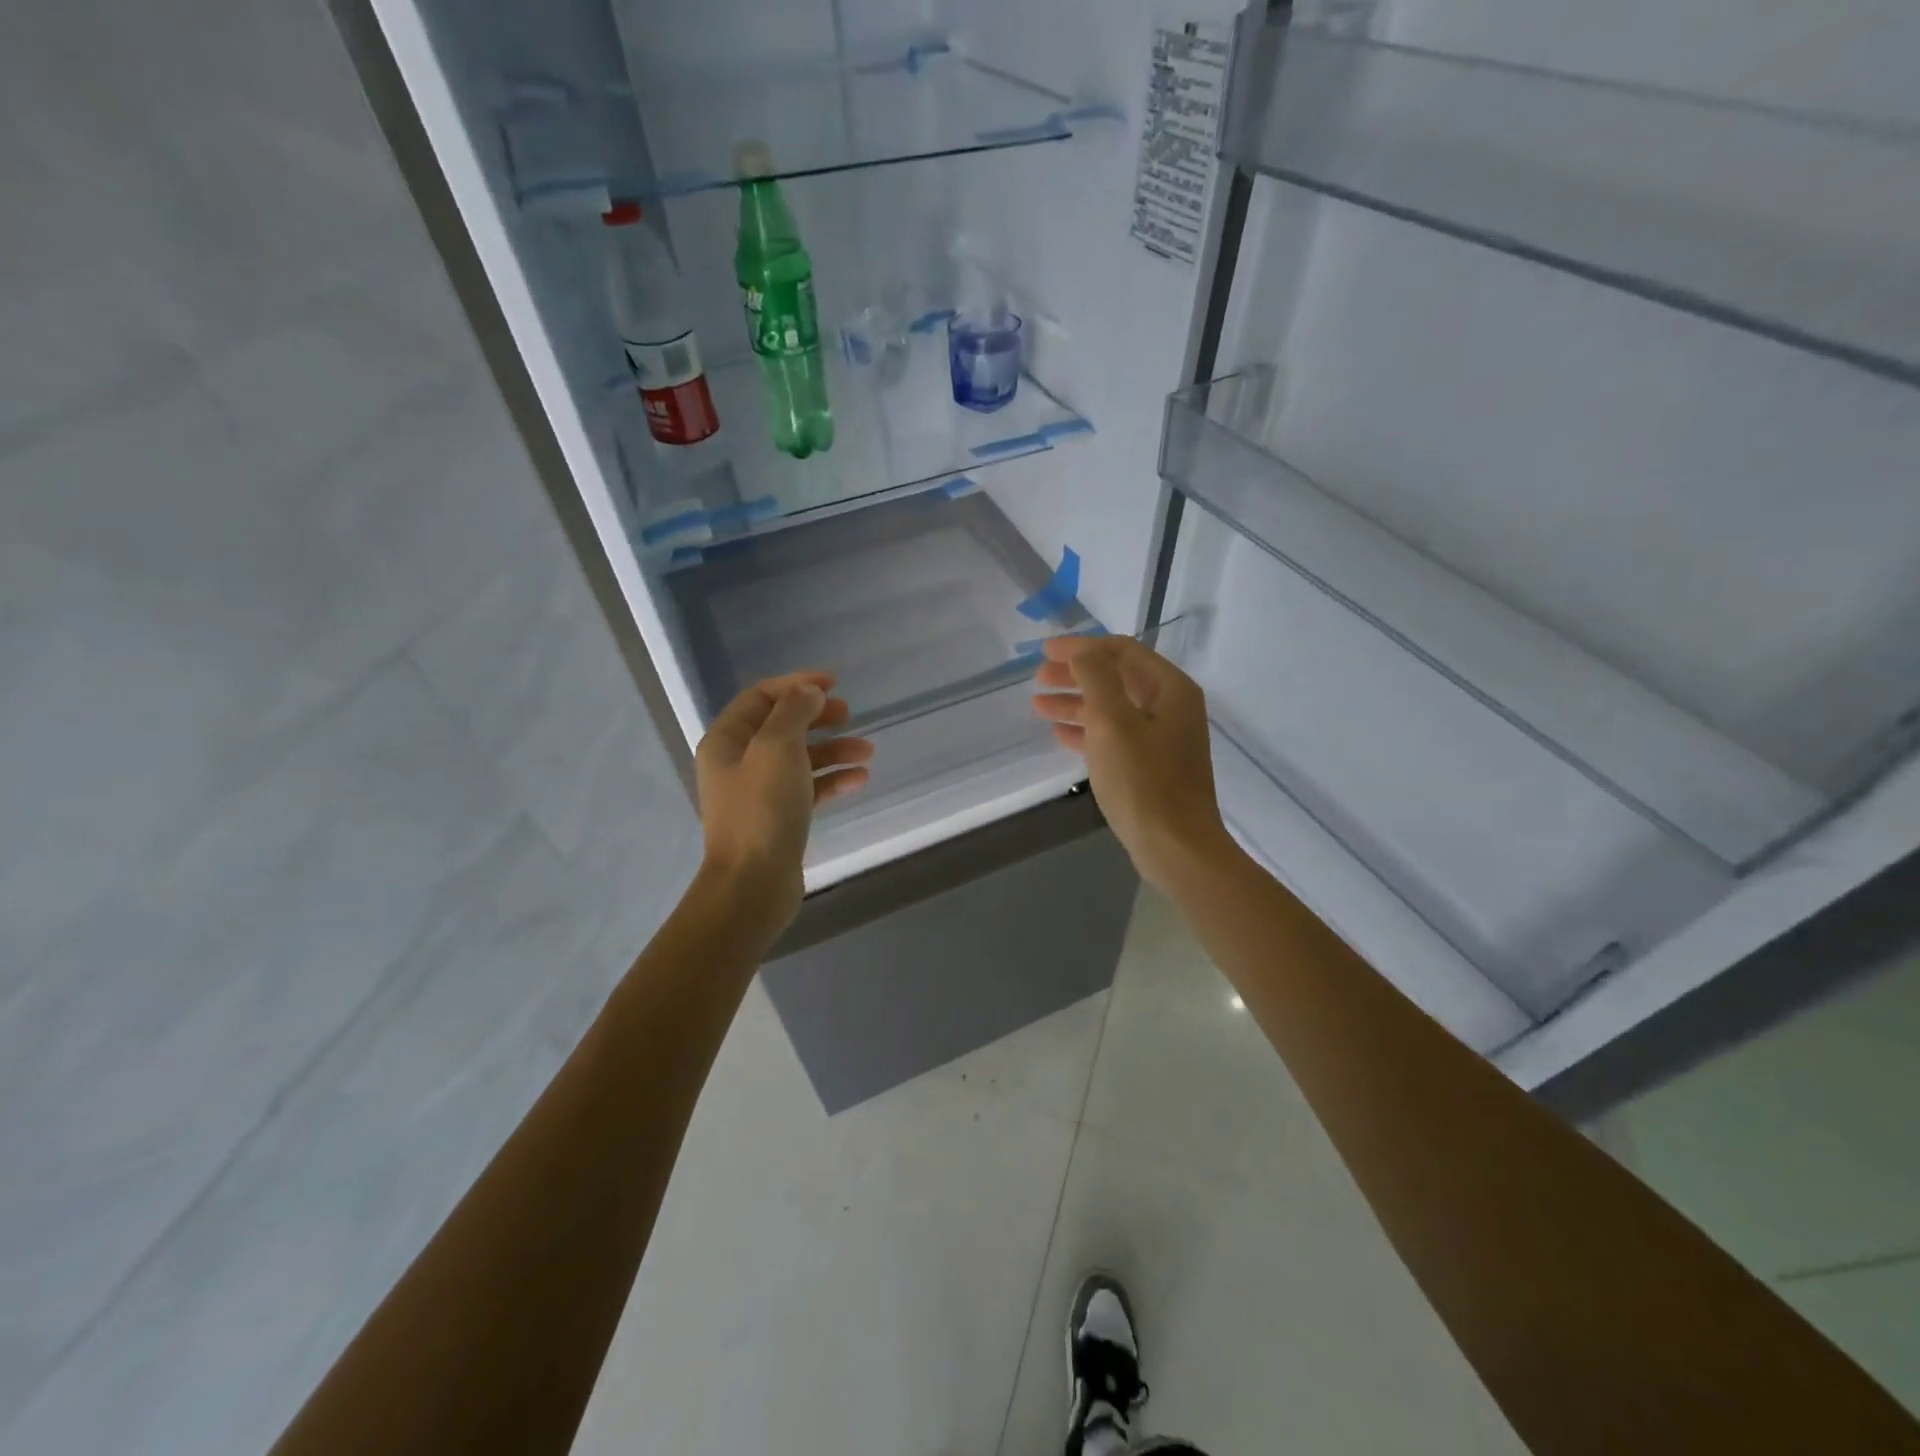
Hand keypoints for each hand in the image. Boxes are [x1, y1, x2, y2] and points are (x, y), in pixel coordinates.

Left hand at [695, 671, 873, 934]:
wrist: (752, 885)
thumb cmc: (762, 810)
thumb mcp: (778, 749)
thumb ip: (794, 712)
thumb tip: (809, 692)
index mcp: (727, 740)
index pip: (761, 697)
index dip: (797, 685)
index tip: (834, 684)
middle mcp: (738, 762)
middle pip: (781, 725)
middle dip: (817, 717)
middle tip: (849, 714)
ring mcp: (758, 792)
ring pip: (799, 758)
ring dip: (833, 750)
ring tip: (867, 752)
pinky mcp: (777, 818)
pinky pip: (807, 788)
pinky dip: (832, 780)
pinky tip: (859, 780)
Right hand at [1031, 636, 1232, 891]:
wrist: (1176, 847)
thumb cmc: (1143, 781)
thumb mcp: (1113, 723)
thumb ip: (1096, 678)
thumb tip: (1082, 651)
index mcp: (1170, 689)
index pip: (1122, 651)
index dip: (1081, 647)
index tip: (1044, 651)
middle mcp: (1171, 708)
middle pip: (1117, 678)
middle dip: (1076, 675)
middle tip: (1038, 678)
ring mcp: (1163, 739)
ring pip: (1112, 709)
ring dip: (1076, 703)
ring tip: (1039, 706)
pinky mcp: (1152, 767)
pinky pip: (1115, 738)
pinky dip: (1088, 731)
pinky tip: (1060, 735)